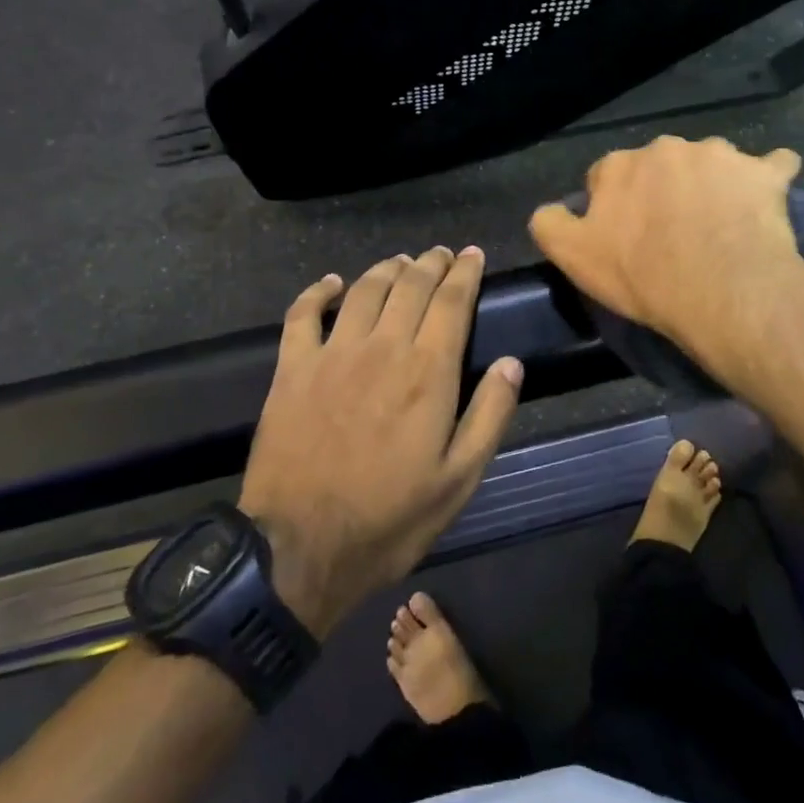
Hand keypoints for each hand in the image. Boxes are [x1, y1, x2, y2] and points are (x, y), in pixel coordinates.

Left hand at [236, 247, 521, 638]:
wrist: (299, 548)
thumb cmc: (389, 518)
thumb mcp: (458, 480)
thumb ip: (489, 416)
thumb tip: (511, 363)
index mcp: (427, 372)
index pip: (451, 302)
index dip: (464, 273)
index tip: (472, 254)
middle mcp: (382, 347)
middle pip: (410, 286)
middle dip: (430, 263)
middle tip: (441, 254)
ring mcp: (333, 353)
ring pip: (365, 290)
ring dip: (387, 268)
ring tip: (401, 262)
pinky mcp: (292, 368)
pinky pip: (304, 314)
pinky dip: (319, 291)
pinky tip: (332, 283)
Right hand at [529, 136, 803, 376]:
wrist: (722, 292)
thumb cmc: (643, 277)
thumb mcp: (573, 258)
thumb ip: (549, 224)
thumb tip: (551, 209)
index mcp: (620, 165)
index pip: (607, 175)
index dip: (614, 205)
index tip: (625, 235)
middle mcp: (667, 148)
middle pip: (659, 165)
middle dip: (663, 188)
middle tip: (673, 232)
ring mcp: (721, 155)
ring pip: (712, 163)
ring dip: (712, 183)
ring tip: (722, 223)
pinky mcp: (765, 173)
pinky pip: (772, 164)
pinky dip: (769, 176)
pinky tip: (769, 197)